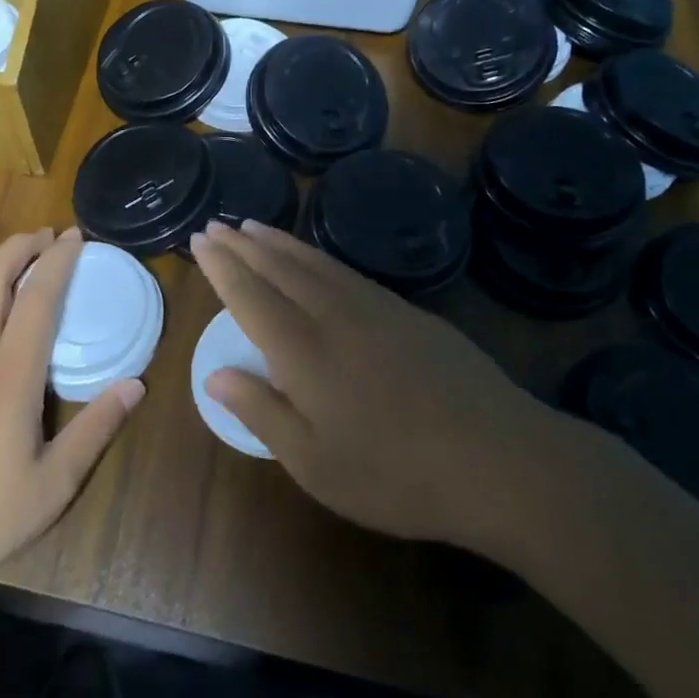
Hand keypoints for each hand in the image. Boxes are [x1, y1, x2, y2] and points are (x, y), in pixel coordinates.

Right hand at [189, 219, 561, 551]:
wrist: (498, 459)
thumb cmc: (396, 473)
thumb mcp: (315, 463)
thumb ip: (261, 412)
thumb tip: (214, 375)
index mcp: (303, 350)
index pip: (249, 295)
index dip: (221, 266)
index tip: (199, 240)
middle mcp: (333, 315)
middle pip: (278, 268)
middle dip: (242, 244)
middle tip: (216, 224)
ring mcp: (375, 308)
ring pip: (314, 262)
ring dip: (278, 241)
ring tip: (253, 226)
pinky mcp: (408, 312)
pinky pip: (346, 271)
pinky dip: (317, 256)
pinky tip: (314, 259)